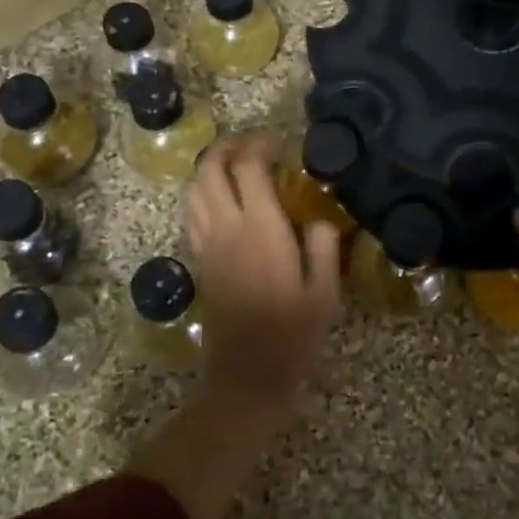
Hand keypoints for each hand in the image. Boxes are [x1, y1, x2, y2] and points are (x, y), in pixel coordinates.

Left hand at [185, 133, 343, 418]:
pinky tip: (224, 199)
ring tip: (237, 166)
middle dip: (228, 147)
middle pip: (209, 169)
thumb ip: (323, 246)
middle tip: (253, 145)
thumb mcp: (325, 292)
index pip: (247, 167)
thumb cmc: (293, 334)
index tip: (280, 143)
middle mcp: (226, 227)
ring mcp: (207, 243)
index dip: (260, 144)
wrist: (248, 375)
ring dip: (211, 167)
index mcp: (260, 228)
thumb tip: (318, 218)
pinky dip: (202, 193)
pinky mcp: (200, 260)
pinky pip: (192, 212)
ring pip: (194, 189)